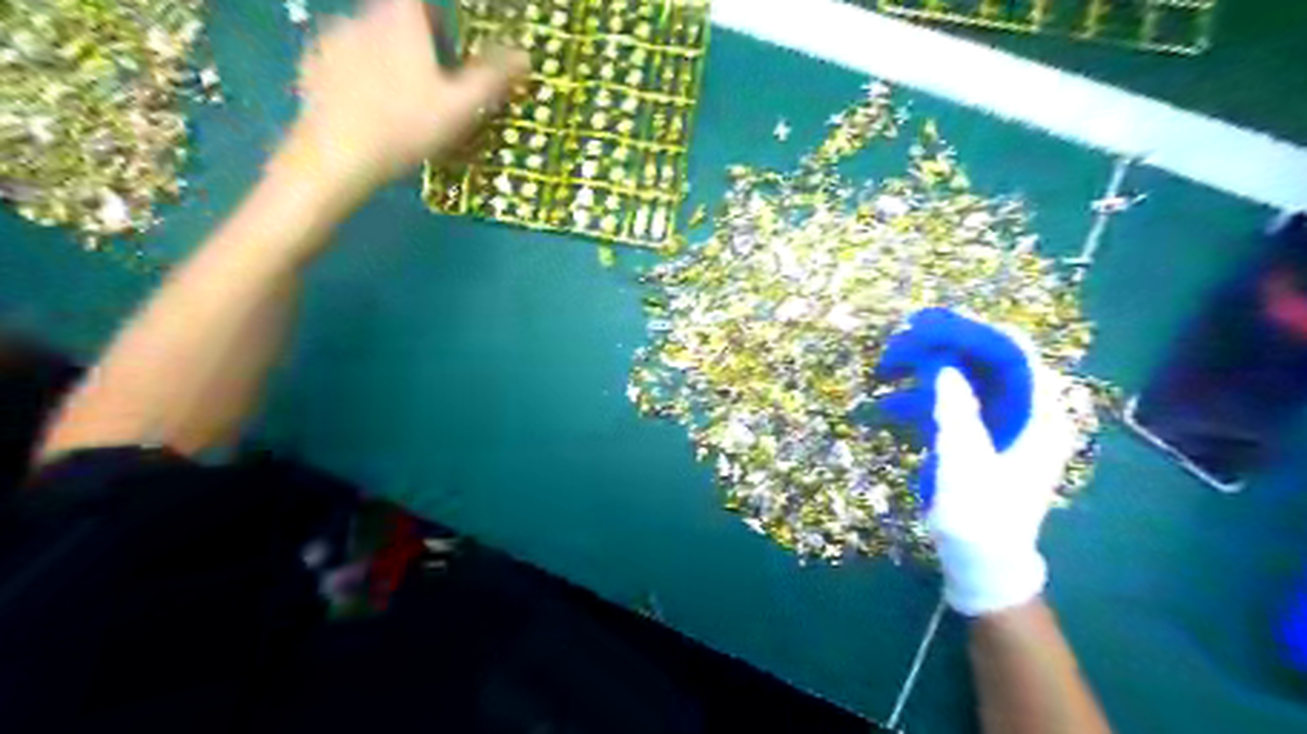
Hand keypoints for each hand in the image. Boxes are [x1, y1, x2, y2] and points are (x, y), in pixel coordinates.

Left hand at [274, 0, 529, 198]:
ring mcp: (330, 41)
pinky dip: (358, 79)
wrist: (337, 155)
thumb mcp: (461, 107)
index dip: (435, 18)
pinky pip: (341, 63)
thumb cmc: (406, 127)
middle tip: (432, 87)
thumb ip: (492, 78)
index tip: (447, 48)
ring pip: (366, 40)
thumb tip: (525, 55)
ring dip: (385, 62)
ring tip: (400, 106)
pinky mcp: (309, 68)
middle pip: (393, 18)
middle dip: (413, 44)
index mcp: (400, 21)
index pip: (418, 1)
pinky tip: (369, 113)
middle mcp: (361, 19)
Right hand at [878, 307, 1070, 616]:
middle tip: (897, 345)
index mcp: (1038, 414)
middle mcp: (1024, 410)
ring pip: (964, 377)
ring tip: (884, 370)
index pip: (1011, 352)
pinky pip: (952, 402)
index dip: (969, 331)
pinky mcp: (979, 435)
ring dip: (924, 371)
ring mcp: (1001, 422)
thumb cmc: (980, 518)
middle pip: (984, 359)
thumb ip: (956, 411)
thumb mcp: (965, 464)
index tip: (925, 323)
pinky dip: (921, 398)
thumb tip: (944, 365)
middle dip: (940, 347)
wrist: (983, 564)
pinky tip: (887, 406)